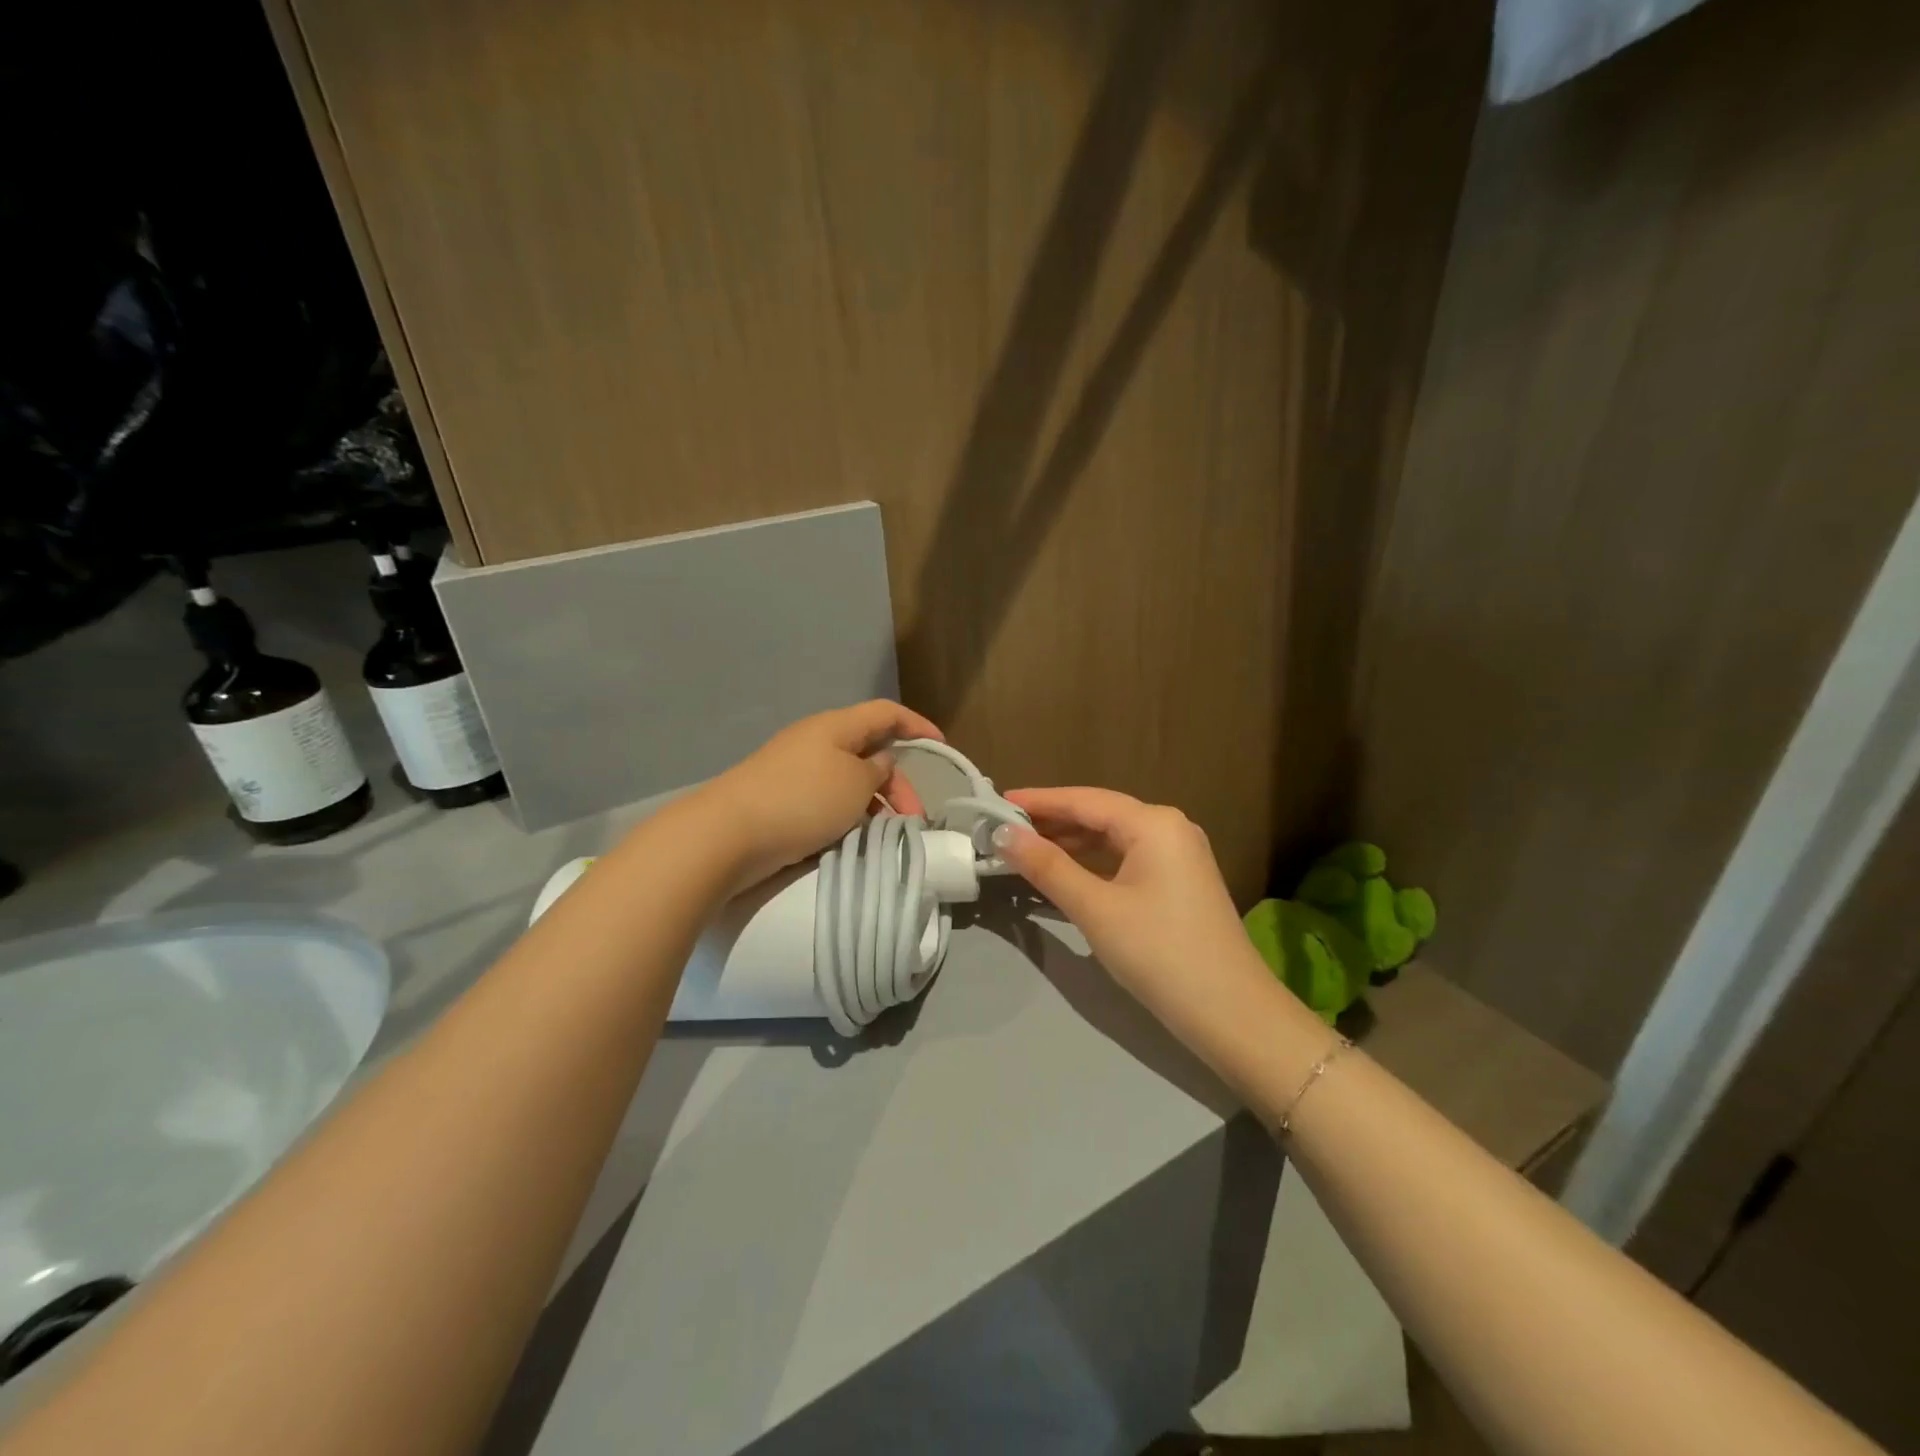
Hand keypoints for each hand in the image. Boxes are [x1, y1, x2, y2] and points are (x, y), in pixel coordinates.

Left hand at [698, 700, 943, 891]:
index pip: (885, 713)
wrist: (728, 834)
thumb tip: (880, 764)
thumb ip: (878, 771)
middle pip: (869, 751)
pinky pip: (828, 800)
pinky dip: (849, 815)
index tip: (941, 746)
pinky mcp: (783, 799)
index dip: (916, 725)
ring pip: (850, 780)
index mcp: (836, 726)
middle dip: (897, 783)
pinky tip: (856, 838)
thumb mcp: (855, 783)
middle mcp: (816, 742)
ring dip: (875, 803)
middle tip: (914, 818)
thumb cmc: (802, 799)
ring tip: (888, 834)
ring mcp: (797, 771)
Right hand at [995, 787, 1279, 1041]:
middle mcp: (1169, 827)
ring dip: (1070, 843)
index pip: (1084, 800)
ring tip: (1024, 848)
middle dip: (1052, 821)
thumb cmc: (1159, 952)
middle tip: (1003, 828)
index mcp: (1154, 823)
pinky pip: (1126, 859)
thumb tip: (1004, 834)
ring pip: (1112, 838)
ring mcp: (1178, 855)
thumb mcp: (1095, 908)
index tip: (997, 801)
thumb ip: (1047, 866)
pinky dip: (1092, 863)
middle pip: (1100, 815)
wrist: (1231, 1013)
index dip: (1038, 800)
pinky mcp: (1179, 882)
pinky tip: (1064, 872)